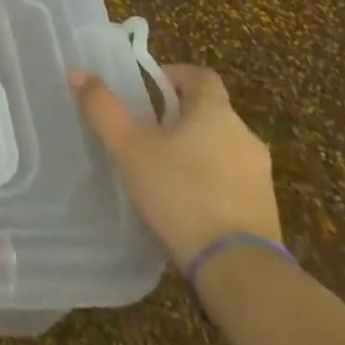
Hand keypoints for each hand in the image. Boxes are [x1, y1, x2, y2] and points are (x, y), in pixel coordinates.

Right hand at [71, 63, 279, 264]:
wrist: (239, 270)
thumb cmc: (181, 193)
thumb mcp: (130, 147)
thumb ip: (103, 108)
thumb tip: (78, 74)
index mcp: (215, 112)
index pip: (201, 76)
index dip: (176, 75)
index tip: (151, 89)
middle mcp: (244, 136)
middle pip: (212, 112)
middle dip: (181, 117)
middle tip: (149, 132)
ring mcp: (260, 176)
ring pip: (223, 148)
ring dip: (198, 151)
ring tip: (165, 171)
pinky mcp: (266, 212)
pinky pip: (234, 182)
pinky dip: (212, 183)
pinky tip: (188, 205)